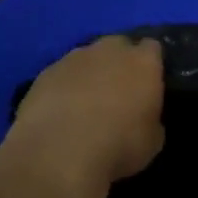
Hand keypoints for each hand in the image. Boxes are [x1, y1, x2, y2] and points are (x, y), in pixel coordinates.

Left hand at [0, 35, 165, 188]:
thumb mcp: (152, 141)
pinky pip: (61, 74)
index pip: (152, 48)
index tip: (148, 83)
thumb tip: (143, 117)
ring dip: (90, 73)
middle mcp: (110, 50)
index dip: (151, 64)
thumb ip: (151, 118)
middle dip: (119, 62)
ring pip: (87, 58)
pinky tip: (60, 111)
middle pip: (118, 45)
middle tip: (118, 91)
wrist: (59, 152)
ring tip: (85, 102)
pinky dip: (64, 87)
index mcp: (143, 62)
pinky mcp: (45, 72)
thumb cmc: (118, 146)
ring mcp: (74, 58)